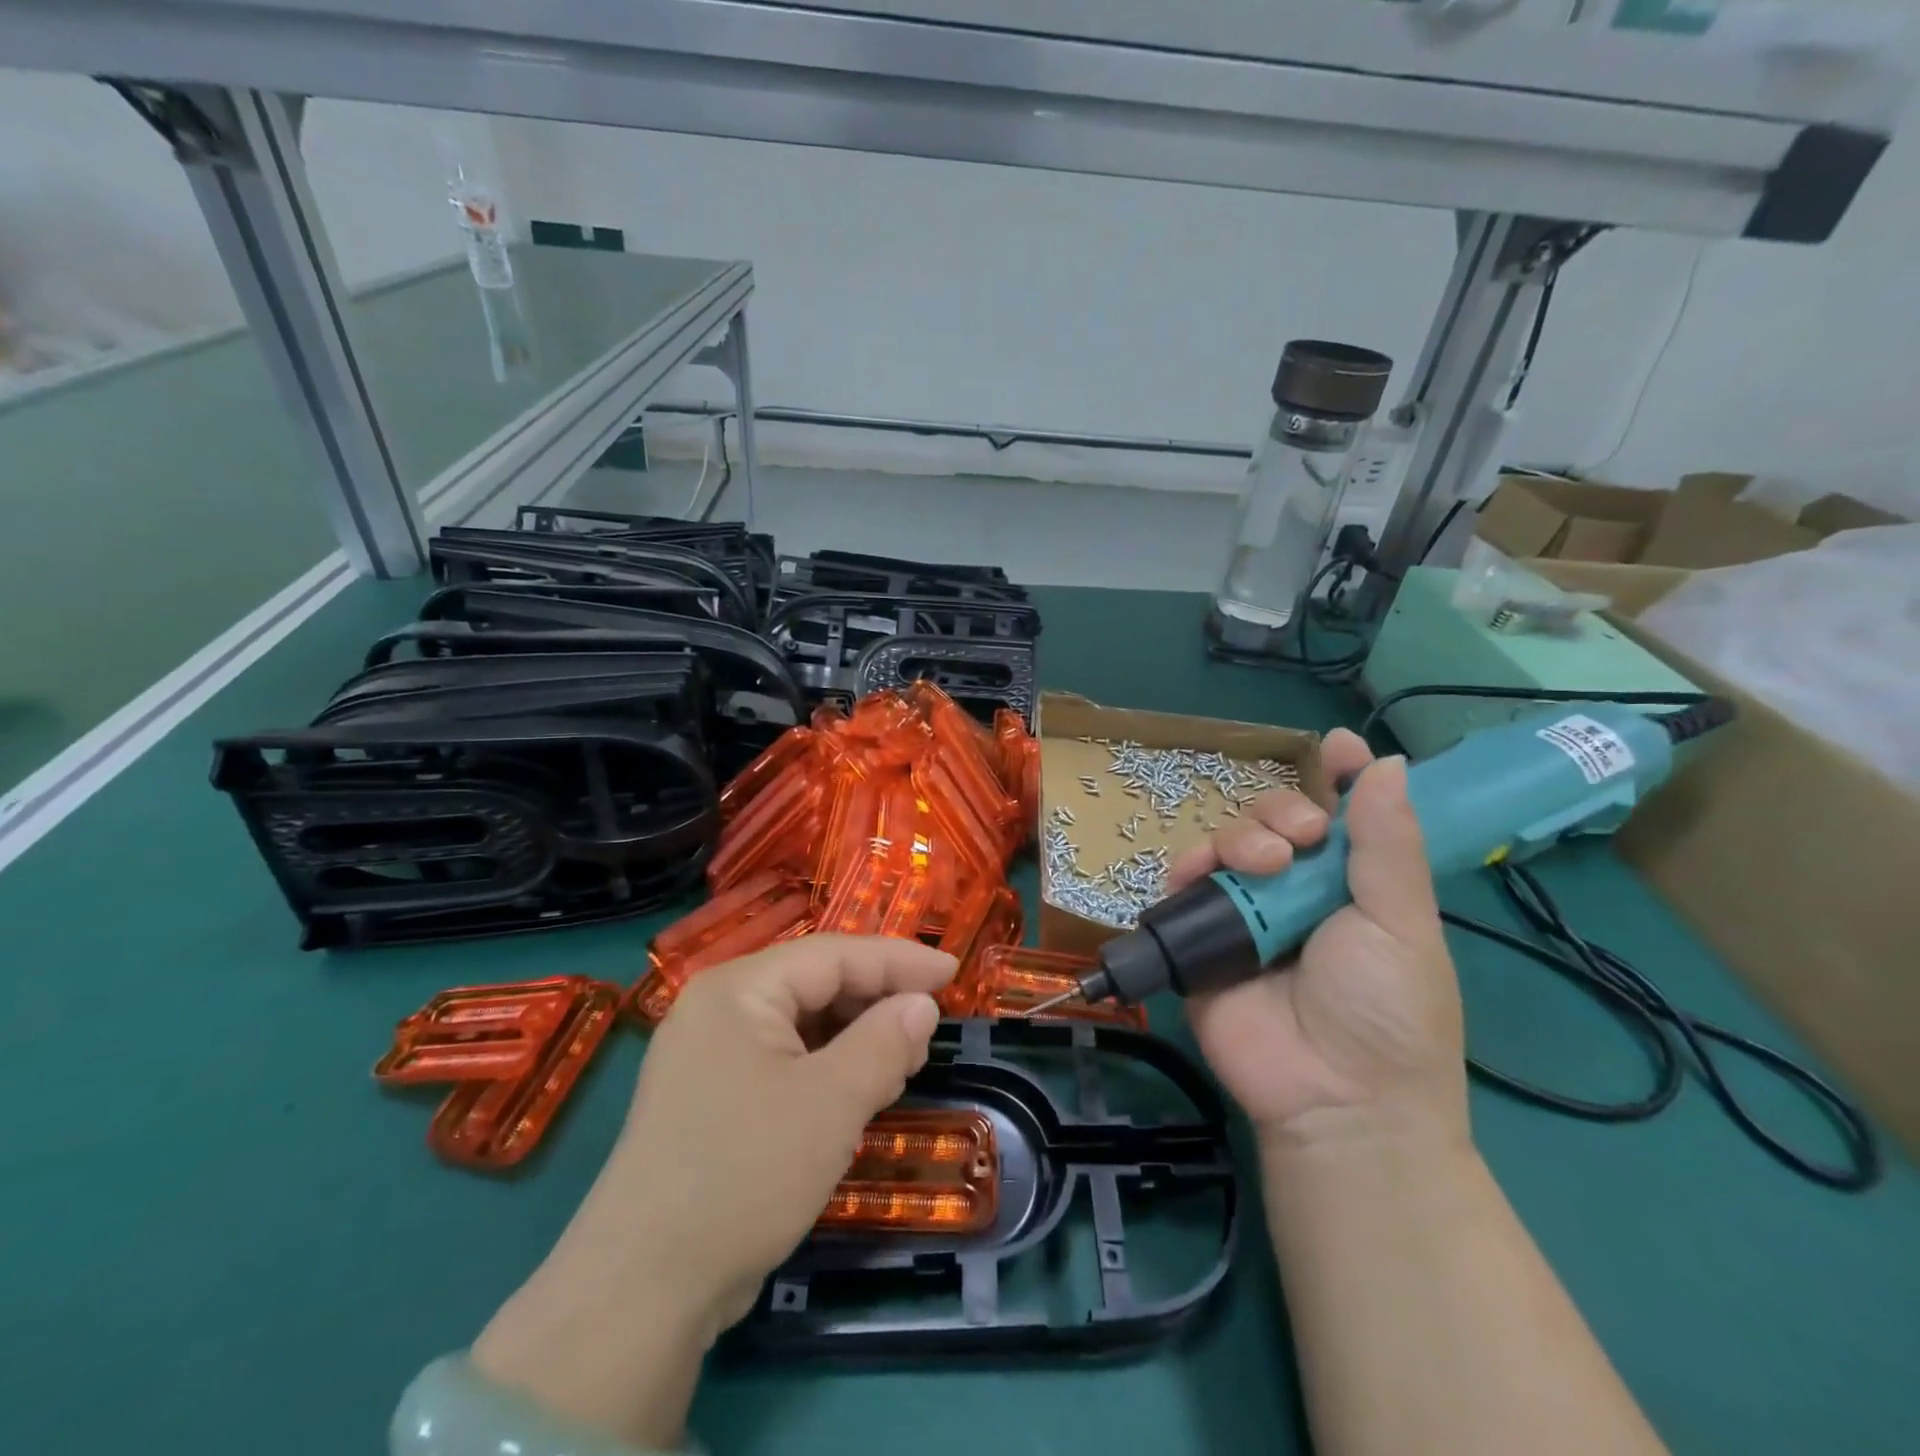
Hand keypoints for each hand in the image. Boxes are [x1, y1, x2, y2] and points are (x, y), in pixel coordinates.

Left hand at [471, 935, 953, 1445]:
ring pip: (801, 1023)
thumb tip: (922, 1005)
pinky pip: (782, 1059)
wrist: (641, 1291)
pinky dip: (826, 1066)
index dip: (898, 960)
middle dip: (876, 1000)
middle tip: (929, 1026)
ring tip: (902, 1061)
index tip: (953, 973)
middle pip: (815, 982)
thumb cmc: (745, 1175)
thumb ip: (884, 1043)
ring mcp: (709, 1054)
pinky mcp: (711, 1096)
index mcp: (739, 988)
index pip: (834, 953)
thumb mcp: (830, 1104)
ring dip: (854, 1036)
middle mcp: (719, 1007)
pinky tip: (856, 1089)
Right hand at [1165, 730, 1467, 1152]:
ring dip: (1241, 837)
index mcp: (1353, 887)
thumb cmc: (1386, 1011)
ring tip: (1262, 865)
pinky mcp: (1201, 937)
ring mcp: (1246, 914)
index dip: (1339, 778)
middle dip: (1284, 810)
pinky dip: (1188, 868)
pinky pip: (1185, 885)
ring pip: (1229, 844)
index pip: (1343, 817)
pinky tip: (1202, 873)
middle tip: (1301, 839)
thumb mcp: (1401, 923)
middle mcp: (1297, 892)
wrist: (1333, 1099)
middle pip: (1277, 820)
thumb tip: (1387, 764)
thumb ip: (1387, 844)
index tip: (1338, 746)